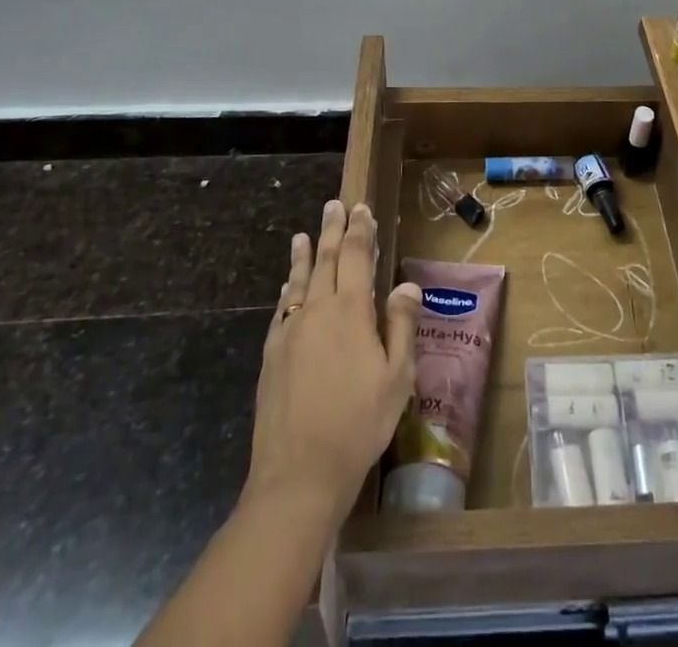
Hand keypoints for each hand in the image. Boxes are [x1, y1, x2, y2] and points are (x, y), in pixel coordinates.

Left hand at [246, 199, 422, 525]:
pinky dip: (287, 290)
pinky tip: (287, 288)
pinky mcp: (271, 354)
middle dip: (332, 229)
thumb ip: (401, 325)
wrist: (299, 473)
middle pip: (326, 259)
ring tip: (303, 235)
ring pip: (299, 280)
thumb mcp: (397, 377)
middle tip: (334, 205)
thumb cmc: (359, 424)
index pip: (356, 256)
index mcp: (351, 310)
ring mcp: (290, 331)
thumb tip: (406, 284)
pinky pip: (281, 309)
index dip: (360, 230)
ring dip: (304, 254)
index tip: (362, 209)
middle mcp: (317, 309)